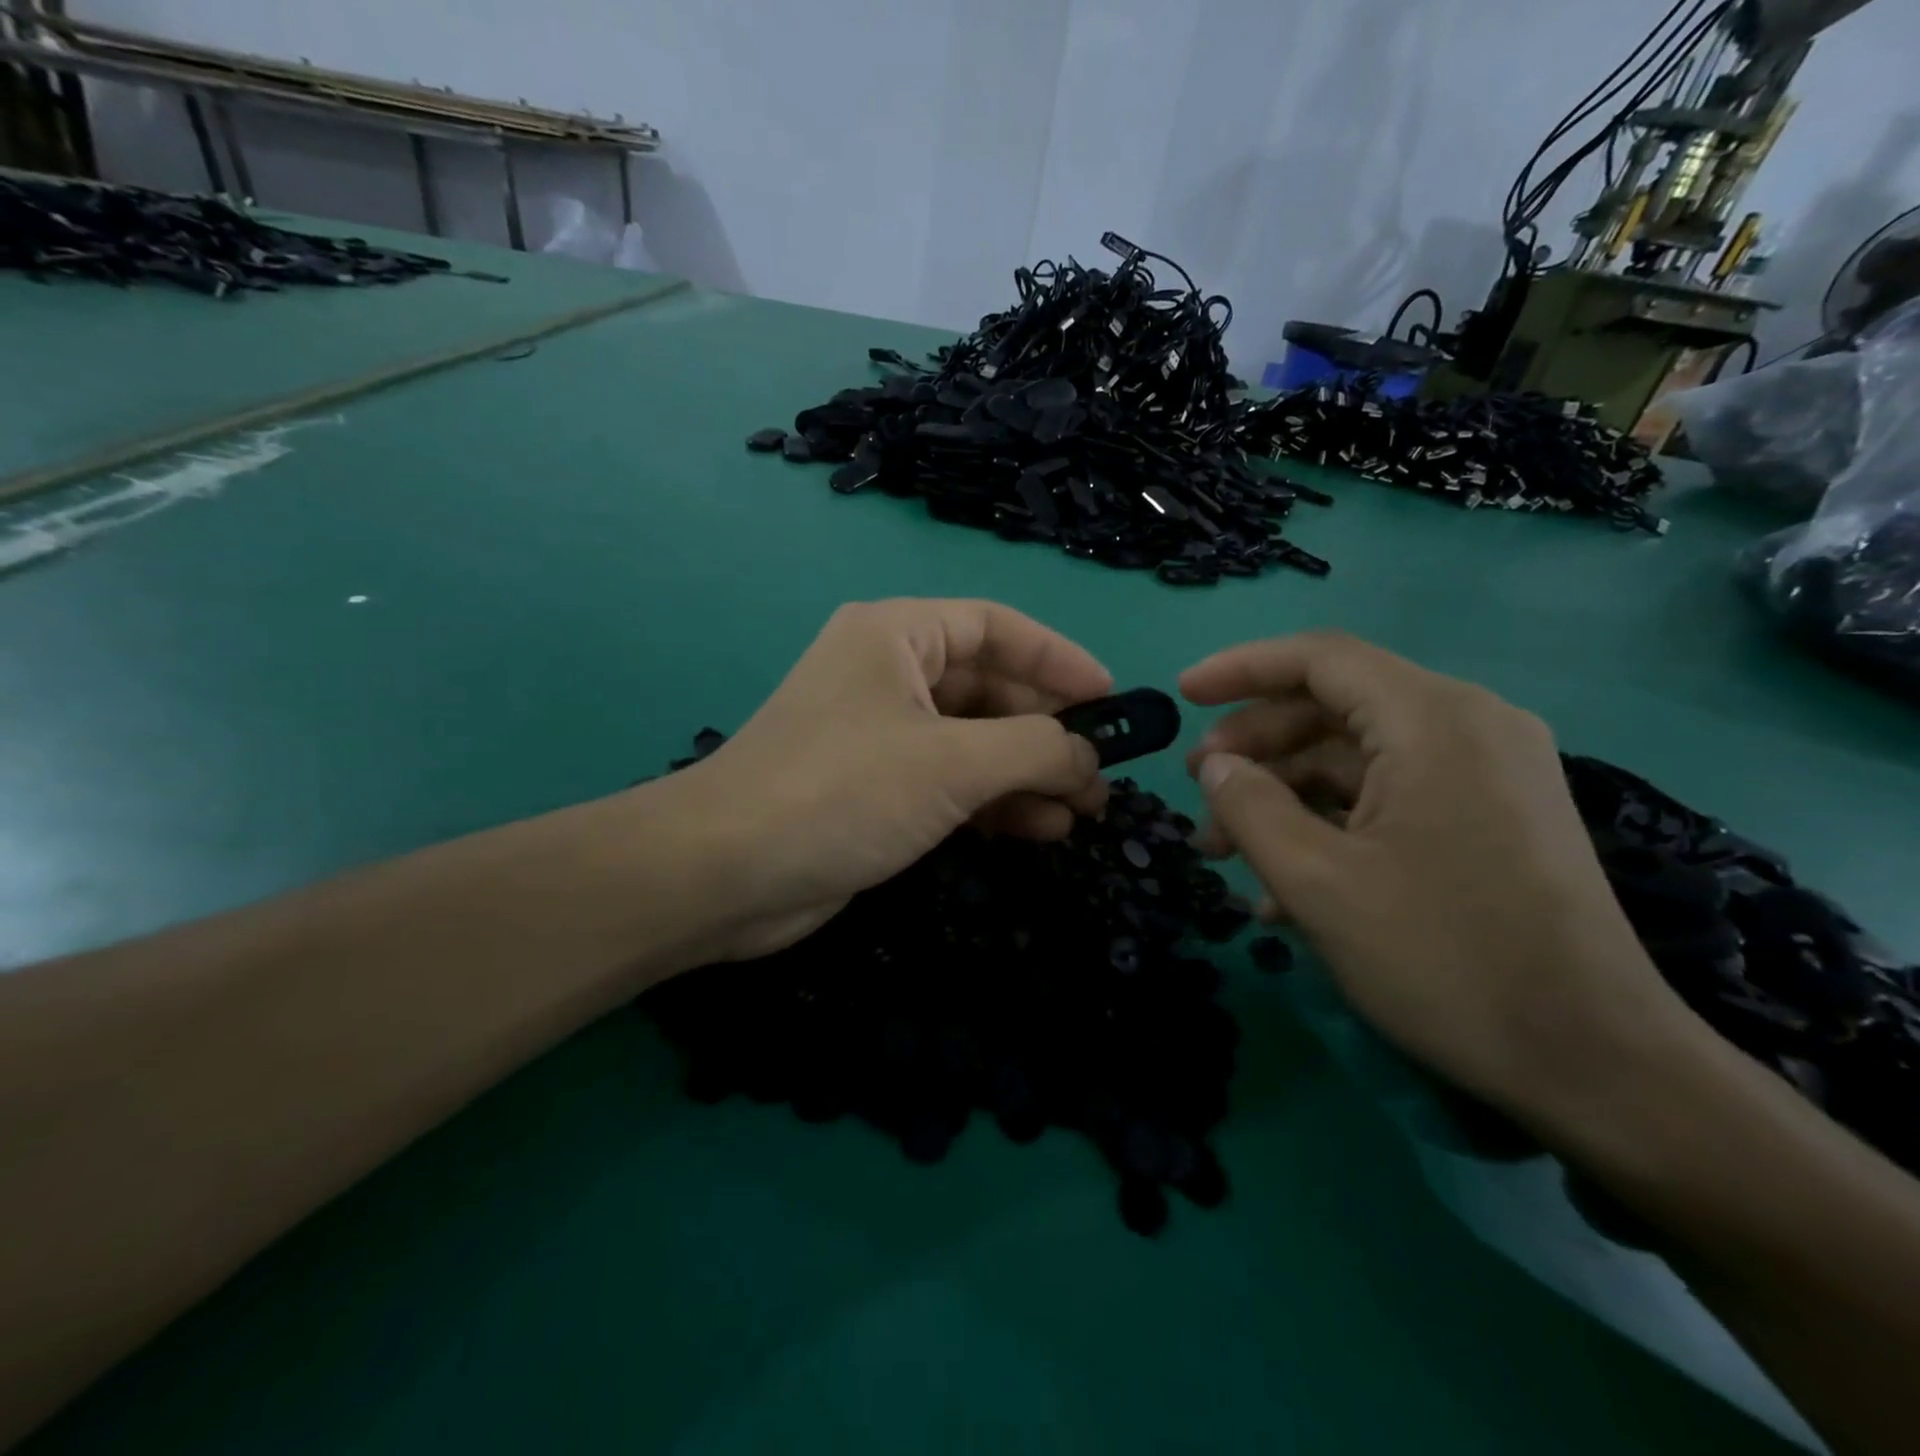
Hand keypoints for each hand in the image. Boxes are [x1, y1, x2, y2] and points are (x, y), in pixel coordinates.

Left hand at [668, 599, 1110, 961]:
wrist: (725, 874)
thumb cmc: (843, 791)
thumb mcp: (953, 763)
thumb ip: (1036, 749)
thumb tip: (1089, 757)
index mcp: (897, 636)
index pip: (997, 628)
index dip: (1059, 659)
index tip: (1111, 698)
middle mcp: (887, 674)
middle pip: (990, 688)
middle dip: (1049, 731)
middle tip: (1102, 774)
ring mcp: (880, 734)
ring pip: (974, 742)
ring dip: (1028, 774)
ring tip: (1082, 812)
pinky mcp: (874, 788)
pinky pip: (950, 782)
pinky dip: (994, 803)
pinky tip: (1038, 830)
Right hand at [1179, 630, 1689, 1116]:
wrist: (1597, 1066)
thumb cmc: (1446, 960)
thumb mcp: (1318, 883)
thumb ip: (1249, 808)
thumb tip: (1215, 767)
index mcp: (1435, 721)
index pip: (1320, 658)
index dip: (1241, 668)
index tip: (1181, 694)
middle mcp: (1469, 728)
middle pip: (1334, 707)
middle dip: (1256, 745)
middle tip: (1199, 789)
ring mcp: (1485, 775)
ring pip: (1356, 758)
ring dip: (1284, 795)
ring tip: (1225, 850)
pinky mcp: (1489, 819)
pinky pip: (1389, 798)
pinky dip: (1328, 824)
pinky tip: (1282, 886)